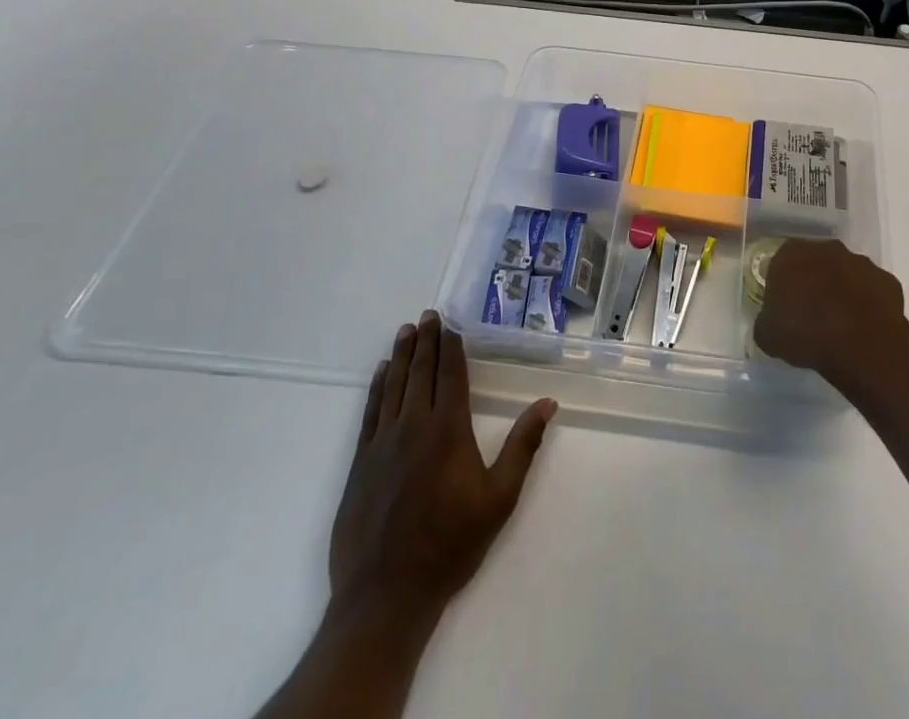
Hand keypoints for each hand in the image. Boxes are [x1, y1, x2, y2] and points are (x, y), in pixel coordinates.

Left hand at [329, 310, 555, 621]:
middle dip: (426, 341)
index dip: (451, 347)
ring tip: (406, 331)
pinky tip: (381, 373)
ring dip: (401, 355)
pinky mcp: (360, 462)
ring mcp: (382, 442)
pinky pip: (370, 411)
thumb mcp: (499, 498)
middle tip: (428, 315)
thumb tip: (547, 403)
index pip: (451, 375)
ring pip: (393, 385)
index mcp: (448, 430)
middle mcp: (413, 426)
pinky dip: (377, 386)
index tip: (451, 324)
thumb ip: (522, 446)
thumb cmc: (450, 544)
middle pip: (420, 372)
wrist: (386, 594)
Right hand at [752, 237, 906, 388]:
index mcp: (792, 253)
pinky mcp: (887, 281)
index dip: (783, 286)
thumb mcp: (768, 335)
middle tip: (811, 315)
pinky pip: (872, 291)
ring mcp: (861, 262)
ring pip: (847, 274)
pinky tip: (863, 329)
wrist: (859, 344)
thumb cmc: (805, 332)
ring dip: (842, 291)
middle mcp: (827, 248)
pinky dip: (868, 305)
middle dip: (814, 283)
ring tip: (840, 325)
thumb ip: (766, 322)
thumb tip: (771, 324)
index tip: (784, 308)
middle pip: (816, 263)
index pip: (782, 263)